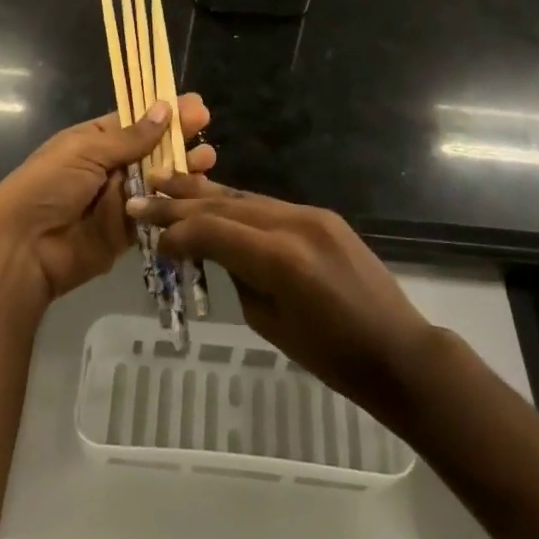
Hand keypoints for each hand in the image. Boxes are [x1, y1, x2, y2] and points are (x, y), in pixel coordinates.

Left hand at [0, 95, 215, 303]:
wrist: (24, 248)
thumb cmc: (48, 186)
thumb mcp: (85, 152)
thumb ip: (129, 137)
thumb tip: (164, 108)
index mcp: (95, 141)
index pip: (136, 121)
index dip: (165, 112)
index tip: (196, 105)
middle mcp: (110, 167)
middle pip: (152, 149)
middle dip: (179, 137)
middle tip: (206, 127)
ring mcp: (120, 199)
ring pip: (159, 180)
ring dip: (183, 168)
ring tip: (207, 159)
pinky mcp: (128, 231)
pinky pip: (156, 212)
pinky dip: (176, 201)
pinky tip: (198, 190)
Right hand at [127, 176, 433, 419]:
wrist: (397, 349)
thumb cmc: (332, 356)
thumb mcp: (270, 323)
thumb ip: (240, 276)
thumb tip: (220, 251)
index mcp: (280, 258)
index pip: (213, 230)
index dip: (176, 232)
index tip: (149, 239)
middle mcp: (293, 223)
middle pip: (225, 204)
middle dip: (180, 202)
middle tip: (141, 195)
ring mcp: (311, 214)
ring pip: (246, 197)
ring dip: (205, 193)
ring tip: (167, 182)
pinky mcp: (322, 215)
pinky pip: (269, 205)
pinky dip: (237, 203)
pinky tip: (213, 199)